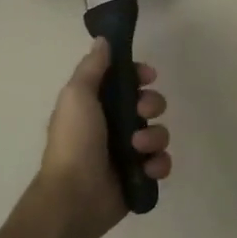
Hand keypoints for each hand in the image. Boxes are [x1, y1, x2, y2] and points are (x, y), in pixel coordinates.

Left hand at [26, 38, 171, 237]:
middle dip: (152, 105)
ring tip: (138, 149)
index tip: (148, 76)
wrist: (74, 197)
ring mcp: (128, 153)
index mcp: (96, 105)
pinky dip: (159, 164)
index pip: (126, 81)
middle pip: (148, 104)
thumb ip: (92, 67)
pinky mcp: (140, 176)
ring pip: (159, 133)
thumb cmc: (74, 142)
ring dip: (155, 137)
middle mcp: (114, 126)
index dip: (140, 76)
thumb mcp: (77, 96)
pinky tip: (147, 168)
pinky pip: (162, 163)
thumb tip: (103, 40)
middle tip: (142, 113)